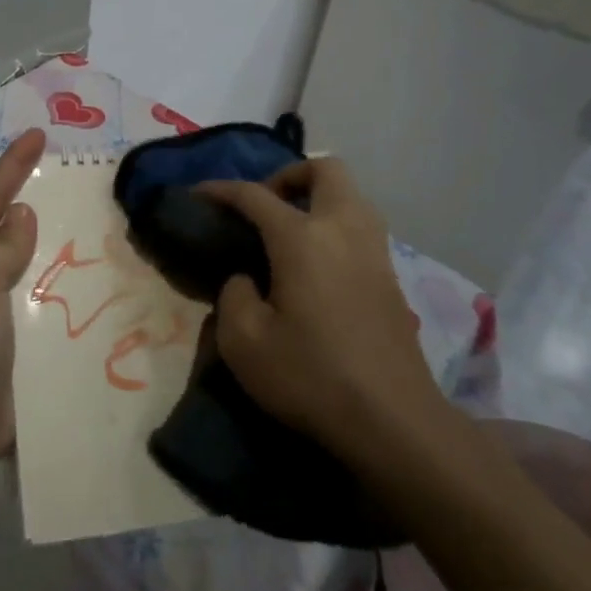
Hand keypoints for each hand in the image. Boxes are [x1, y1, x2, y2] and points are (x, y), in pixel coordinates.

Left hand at [0, 128, 44, 471]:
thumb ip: (1, 245)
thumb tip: (20, 216)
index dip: (12, 166)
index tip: (38, 135)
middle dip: (25, 199)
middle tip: (60, 176)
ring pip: (16, 260)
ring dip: (41, 240)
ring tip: (76, 218)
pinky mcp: (3, 337)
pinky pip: (28, 295)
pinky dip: (48, 279)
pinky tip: (75, 275)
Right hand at [198, 159, 449, 463]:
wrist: (393, 421)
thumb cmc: (311, 377)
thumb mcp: (244, 342)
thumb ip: (234, 295)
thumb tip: (247, 279)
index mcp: (302, 238)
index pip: (255, 195)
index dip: (221, 190)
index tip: (197, 195)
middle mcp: (343, 230)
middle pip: (325, 169)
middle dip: (289, 175)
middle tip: (264, 207)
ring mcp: (374, 251)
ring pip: (351, 195)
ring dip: (318, 197)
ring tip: (289, 232)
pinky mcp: (391, 277)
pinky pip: (361, 226)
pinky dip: (336, 225)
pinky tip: (316, 265)